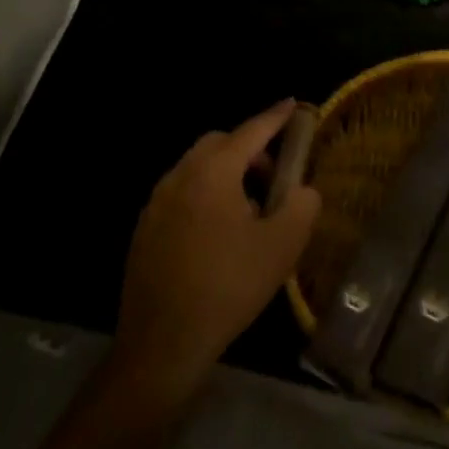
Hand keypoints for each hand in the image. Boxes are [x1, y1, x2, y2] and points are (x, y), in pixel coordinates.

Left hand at [112, 99, 320, 401]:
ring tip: (249, 209)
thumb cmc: (228, 287)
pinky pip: (181, 193)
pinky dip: (205, 194)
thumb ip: (302, 206)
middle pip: (219, 144)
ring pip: (197, 167)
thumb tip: (302, 189)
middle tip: (273, 176)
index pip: (251, 131)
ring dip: (226, 173)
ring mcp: (157, 202)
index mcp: (214, 172)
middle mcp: (180, 175)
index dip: (276, 117)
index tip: (293, 104)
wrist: (162, 344)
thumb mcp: (282, 246)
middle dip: (249, 149)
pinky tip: (218, 233)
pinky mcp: (145, 228)